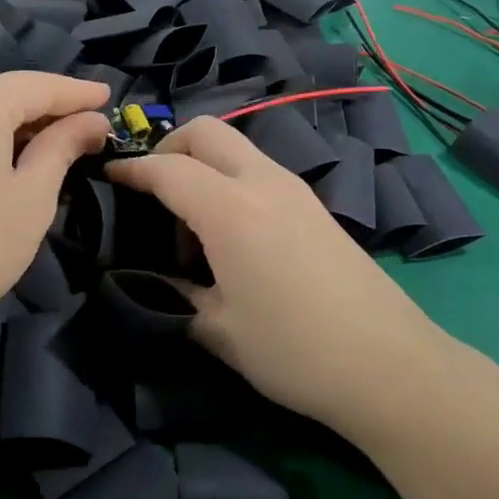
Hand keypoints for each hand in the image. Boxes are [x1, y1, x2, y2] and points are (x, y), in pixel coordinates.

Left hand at [0, 73, 110, 363]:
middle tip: (84, 122)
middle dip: (44, 105)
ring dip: (8, 117)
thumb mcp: (34, 194)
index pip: (37, 85)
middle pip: (2, 91)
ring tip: (45, 135)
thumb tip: (93, 120)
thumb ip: (63, 145)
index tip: (107, 96)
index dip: (76, 92)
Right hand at [108, 118, 446, 430]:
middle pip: (205, 132)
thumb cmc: (294, 350)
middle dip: (168, 148)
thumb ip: (174, 296)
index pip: (167, 168)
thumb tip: (152, 280)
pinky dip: (231, 181)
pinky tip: (232, 235)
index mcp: (230, 209)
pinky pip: (259, 171)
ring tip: (192, 227)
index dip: (131, 170)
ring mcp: (295, 189)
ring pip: (236, 148)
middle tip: (151, 192)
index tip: (107, 178)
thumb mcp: (219, 330)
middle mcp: (262, 182)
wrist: (391, 366)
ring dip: (203, 166)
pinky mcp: (315, 205)